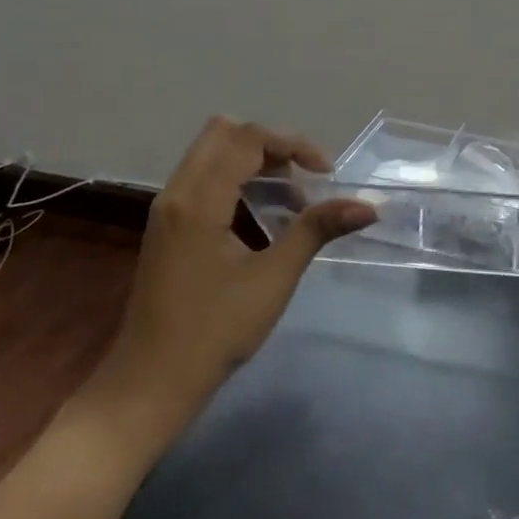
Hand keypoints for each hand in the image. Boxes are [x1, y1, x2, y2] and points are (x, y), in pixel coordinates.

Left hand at [83, 117, 375, 448]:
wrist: (150, 384)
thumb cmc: (214, 332)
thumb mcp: (273, 279)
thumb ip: (316, 230)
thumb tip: (368, 206)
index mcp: (198, 200)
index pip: (247, 139)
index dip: (293, 145)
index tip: (327, 175)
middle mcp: (177, 192)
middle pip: (224, 133)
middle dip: (271, 144)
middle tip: (304, 176)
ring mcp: (168, 208)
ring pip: (212, 153)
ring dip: (255, 161)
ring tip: (292, 199)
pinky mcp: (168, 225)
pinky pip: (204, 178)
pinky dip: (237, 179)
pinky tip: (263, 215)